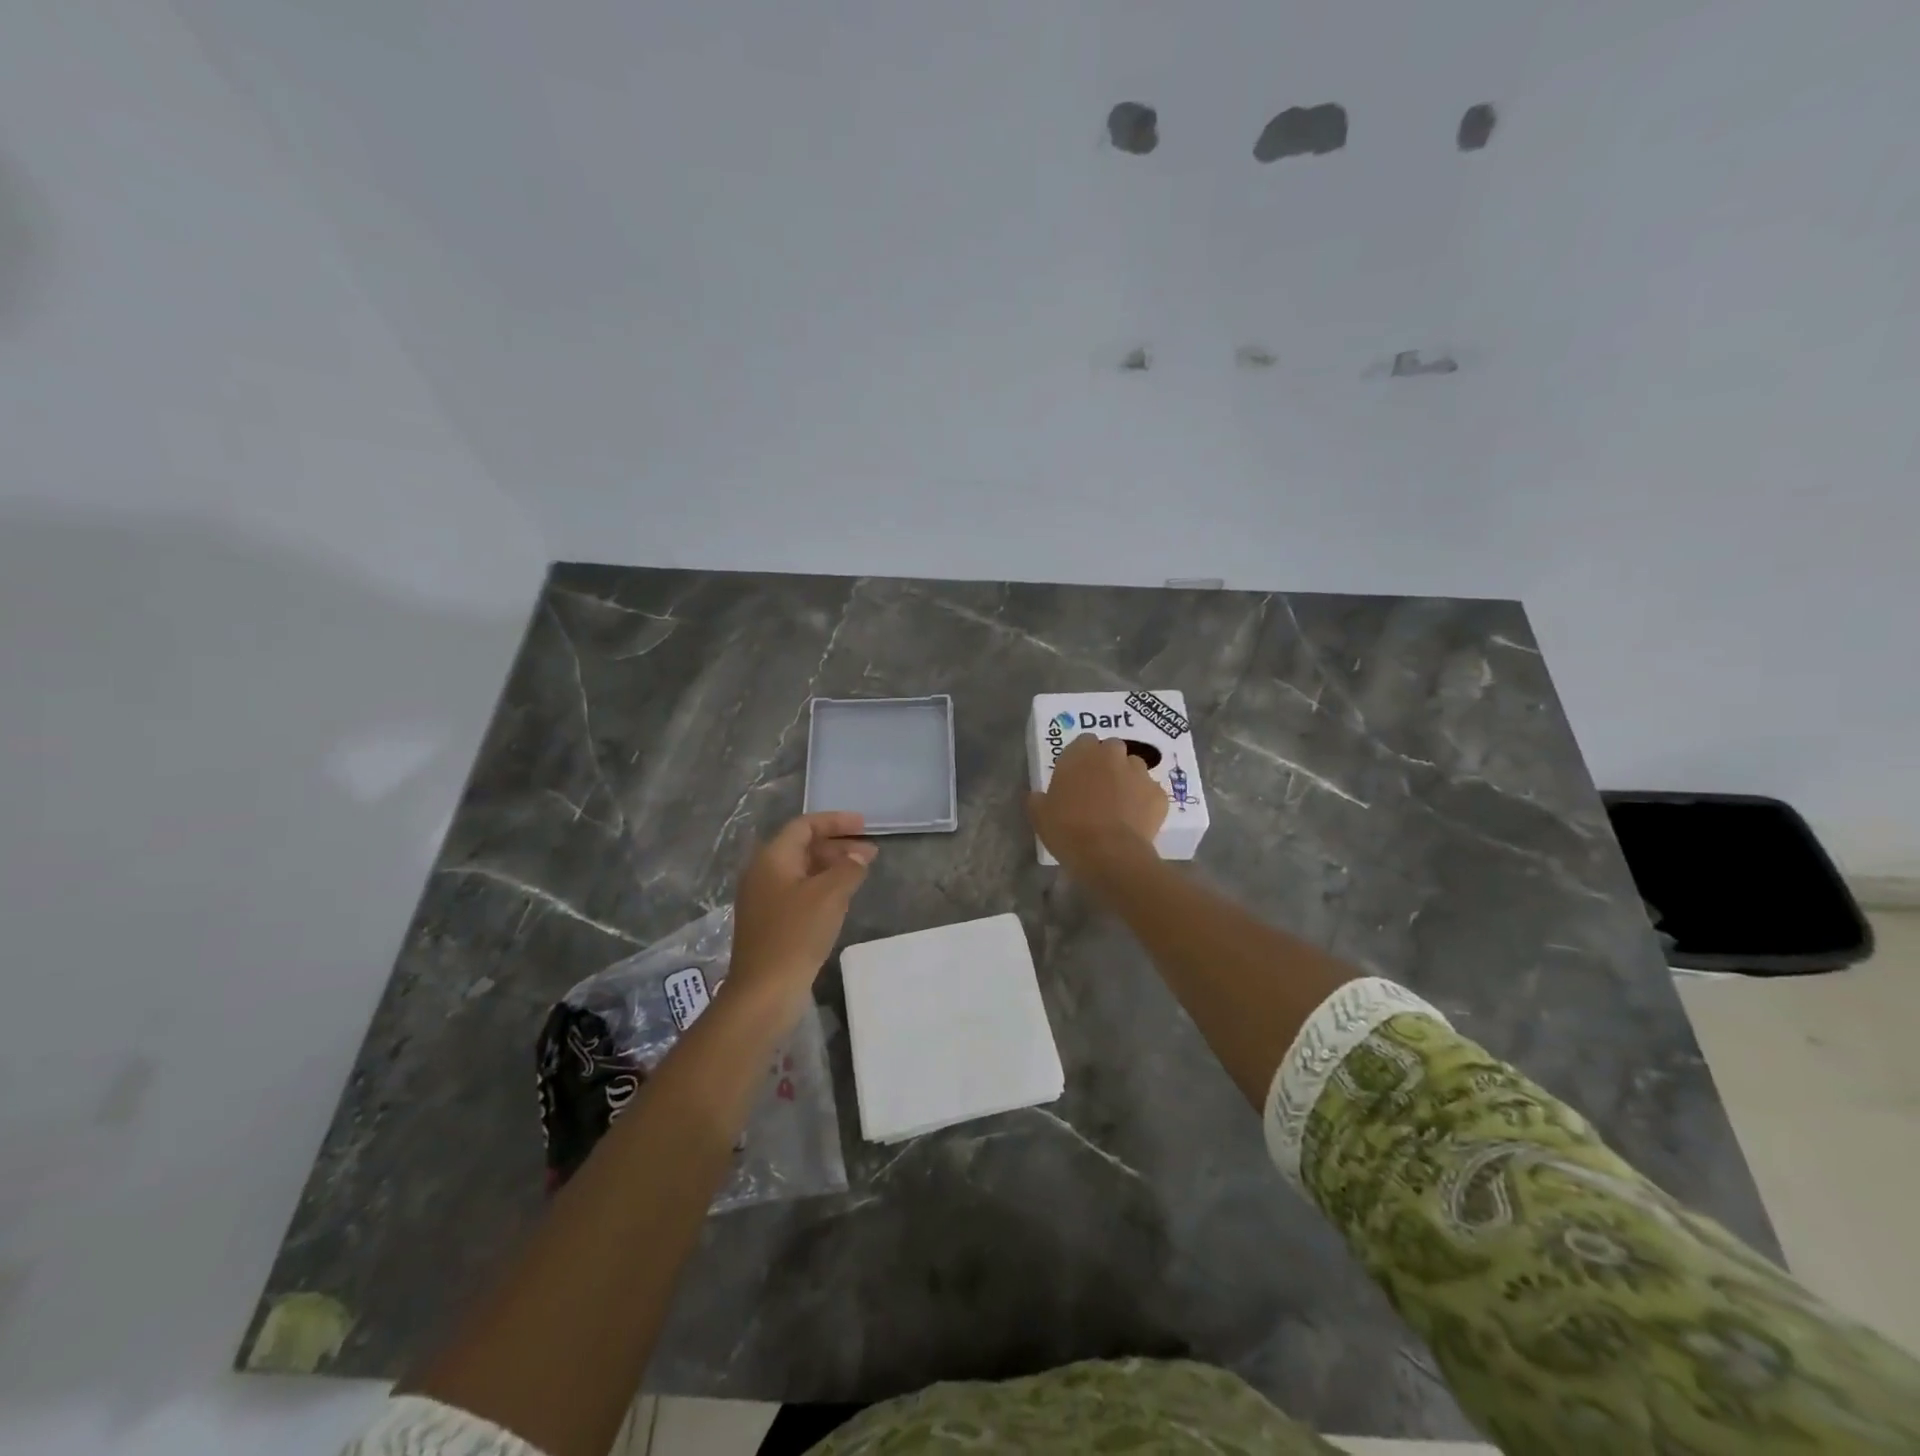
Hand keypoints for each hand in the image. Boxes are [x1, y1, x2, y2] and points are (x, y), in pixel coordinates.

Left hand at [728, 812, 875, 1005]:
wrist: (764, 991)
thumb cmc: (796, 934)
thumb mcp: (830, 895)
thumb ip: (848, 868)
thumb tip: (858, 856)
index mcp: (772, 858)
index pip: (804, 826)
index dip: (835, 821)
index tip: (864, 825)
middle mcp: (763, 873)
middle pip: (802, 847)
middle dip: (837, 846)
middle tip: (870, 853)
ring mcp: (764, 899)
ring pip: (802, 871)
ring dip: (832, 867)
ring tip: (861, 874)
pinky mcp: (769, 922)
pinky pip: (799, 892)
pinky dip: (822, 887)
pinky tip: (842, 899)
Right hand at [1027, 735, 1167, 873]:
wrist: (1108, 854)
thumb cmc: (1067, 829)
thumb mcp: (1039, 815)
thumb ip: (1039, 798)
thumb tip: (1038, 795)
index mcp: (1081, 753)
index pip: (1084, 741)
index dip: (1082, 757)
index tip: (1078, 775)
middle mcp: (1112, 755)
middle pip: (1112, 749)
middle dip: (1108, 763)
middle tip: (1099, 788)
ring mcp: (1139, 773)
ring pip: (1135, 768)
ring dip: (1128, 779)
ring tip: (1121, 805)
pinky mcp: (1158, 794)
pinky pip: (1151, 793)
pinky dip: (1145, 802)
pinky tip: (1136, 821)